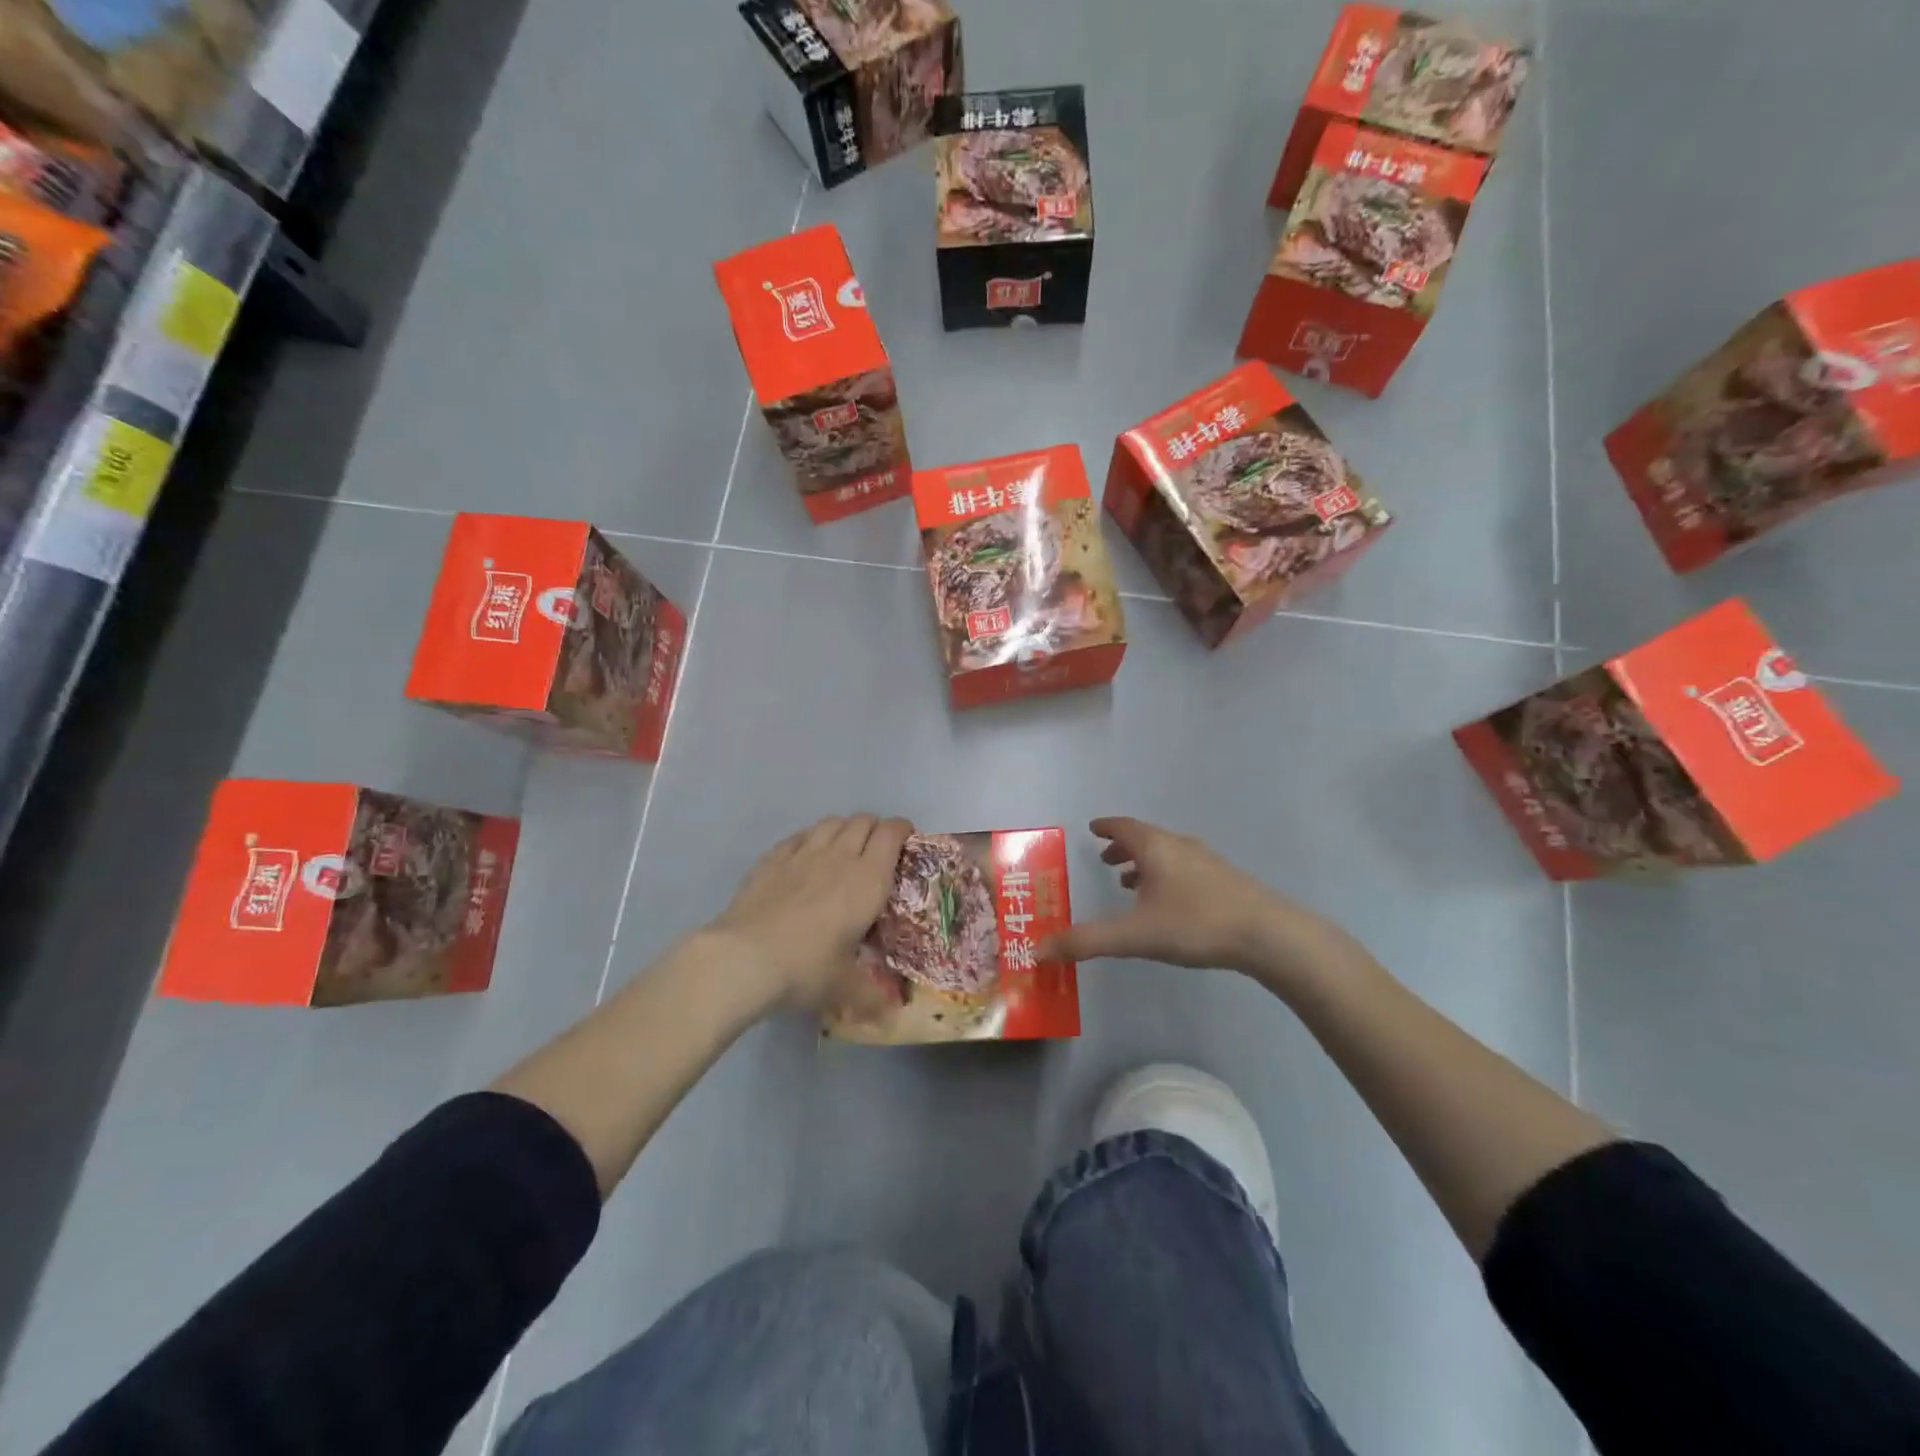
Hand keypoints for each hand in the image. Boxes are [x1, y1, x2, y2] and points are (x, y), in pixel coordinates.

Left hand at [709, 814, 911, 1014]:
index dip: (903, 830)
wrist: (744, 958)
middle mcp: (839, 856)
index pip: (892, 834)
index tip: (906, 842)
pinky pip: (800, 835)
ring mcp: (803, 853)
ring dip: (844, 829)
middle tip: (876, 852)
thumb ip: (872, 998)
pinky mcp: (772, 858)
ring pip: (832, 822)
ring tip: (843, 849)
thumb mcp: (844, 988)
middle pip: (863, 821)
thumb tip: (891, 1017)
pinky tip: (806, 857)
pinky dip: (811, 839)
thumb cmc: (806, 969)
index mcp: (868, 880)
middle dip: (875, 830)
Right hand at [1044, 817, 1349, 990]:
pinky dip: (1166, 875)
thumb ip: (1087, 942)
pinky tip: (1169, 903)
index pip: (1123, 827)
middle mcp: (1180, 846)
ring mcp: (1207, 862)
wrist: (1270, 935)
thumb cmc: (1196, 924)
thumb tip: (1038, 949)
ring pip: (1167, 854)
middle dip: (1122, 848)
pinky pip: (1185, 868)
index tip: (1092, 828)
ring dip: (1145, 863)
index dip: (1105, 827)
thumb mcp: (1135, 936)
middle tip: (1104, 860)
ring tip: (1130, 883)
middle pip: (1145, 838)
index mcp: (1156, 847)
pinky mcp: (1226, 881)